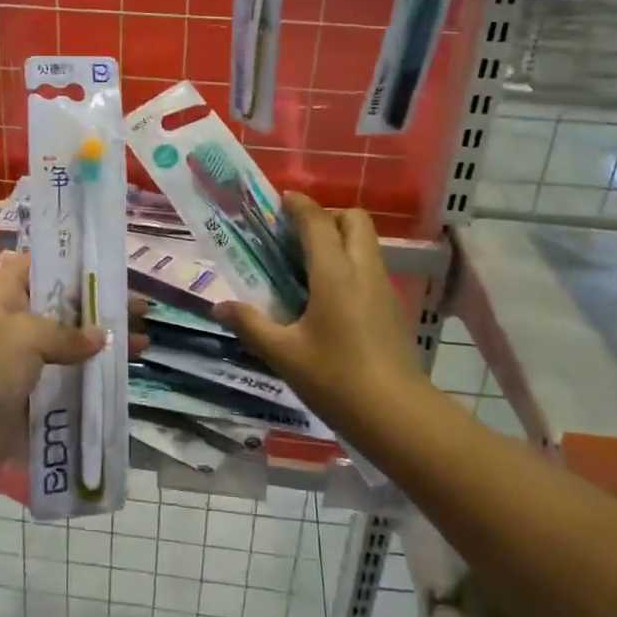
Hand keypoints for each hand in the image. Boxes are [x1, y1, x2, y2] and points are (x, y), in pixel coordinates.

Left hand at [0, 253, 148, 473]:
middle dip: (98, 304)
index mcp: (0, 296)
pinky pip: (68, 373)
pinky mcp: (32, 389)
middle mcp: (11, 321)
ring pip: (69, 340)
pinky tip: (123, 371)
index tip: (102, 265)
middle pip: (61, 303)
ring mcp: (22, 358)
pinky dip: (93, 370)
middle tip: (138, 306)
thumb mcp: (24, 337)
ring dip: (103, 340)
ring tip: (143, 340)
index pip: (33, 264)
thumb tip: (101, 337)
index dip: (65, 261)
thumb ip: (66, 333)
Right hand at [214, 194, 429, 438]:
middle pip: (354, 220)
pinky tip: (328, 295)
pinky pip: (370, 266)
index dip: (299, 205)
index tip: (280, 201)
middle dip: (326, 215)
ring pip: (366, 242)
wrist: (397, 416)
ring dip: (340, 238)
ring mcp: (383, 287)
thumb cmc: (336, 379)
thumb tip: (219, 306)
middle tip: (296, 235)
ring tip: (307, 264)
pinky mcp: (391, 307)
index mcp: (335, 273)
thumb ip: (250, 325)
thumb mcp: (284, 354)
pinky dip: (350, 262)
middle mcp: (363, 270)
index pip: (318, 221)